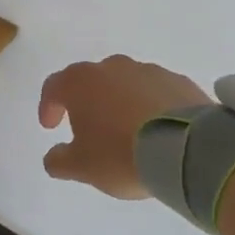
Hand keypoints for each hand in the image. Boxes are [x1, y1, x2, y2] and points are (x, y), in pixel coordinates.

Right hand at [38, 56, 207, 198]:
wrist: (186, 150)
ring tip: (127, 132)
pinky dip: (150, 106)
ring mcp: (149, 71)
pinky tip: (156, 130)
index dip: (48, 106)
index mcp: (81, 82)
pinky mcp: (179, 81)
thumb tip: (54, 157)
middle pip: (91, 81)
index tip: (51, 127)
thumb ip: (59, 160)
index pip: (53, 86)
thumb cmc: (120, 154)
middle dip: (86, 102)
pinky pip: (155, 92)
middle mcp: (112, 67)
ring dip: (120, 103)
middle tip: (89, 129)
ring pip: (125, 84)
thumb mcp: (81, 167)